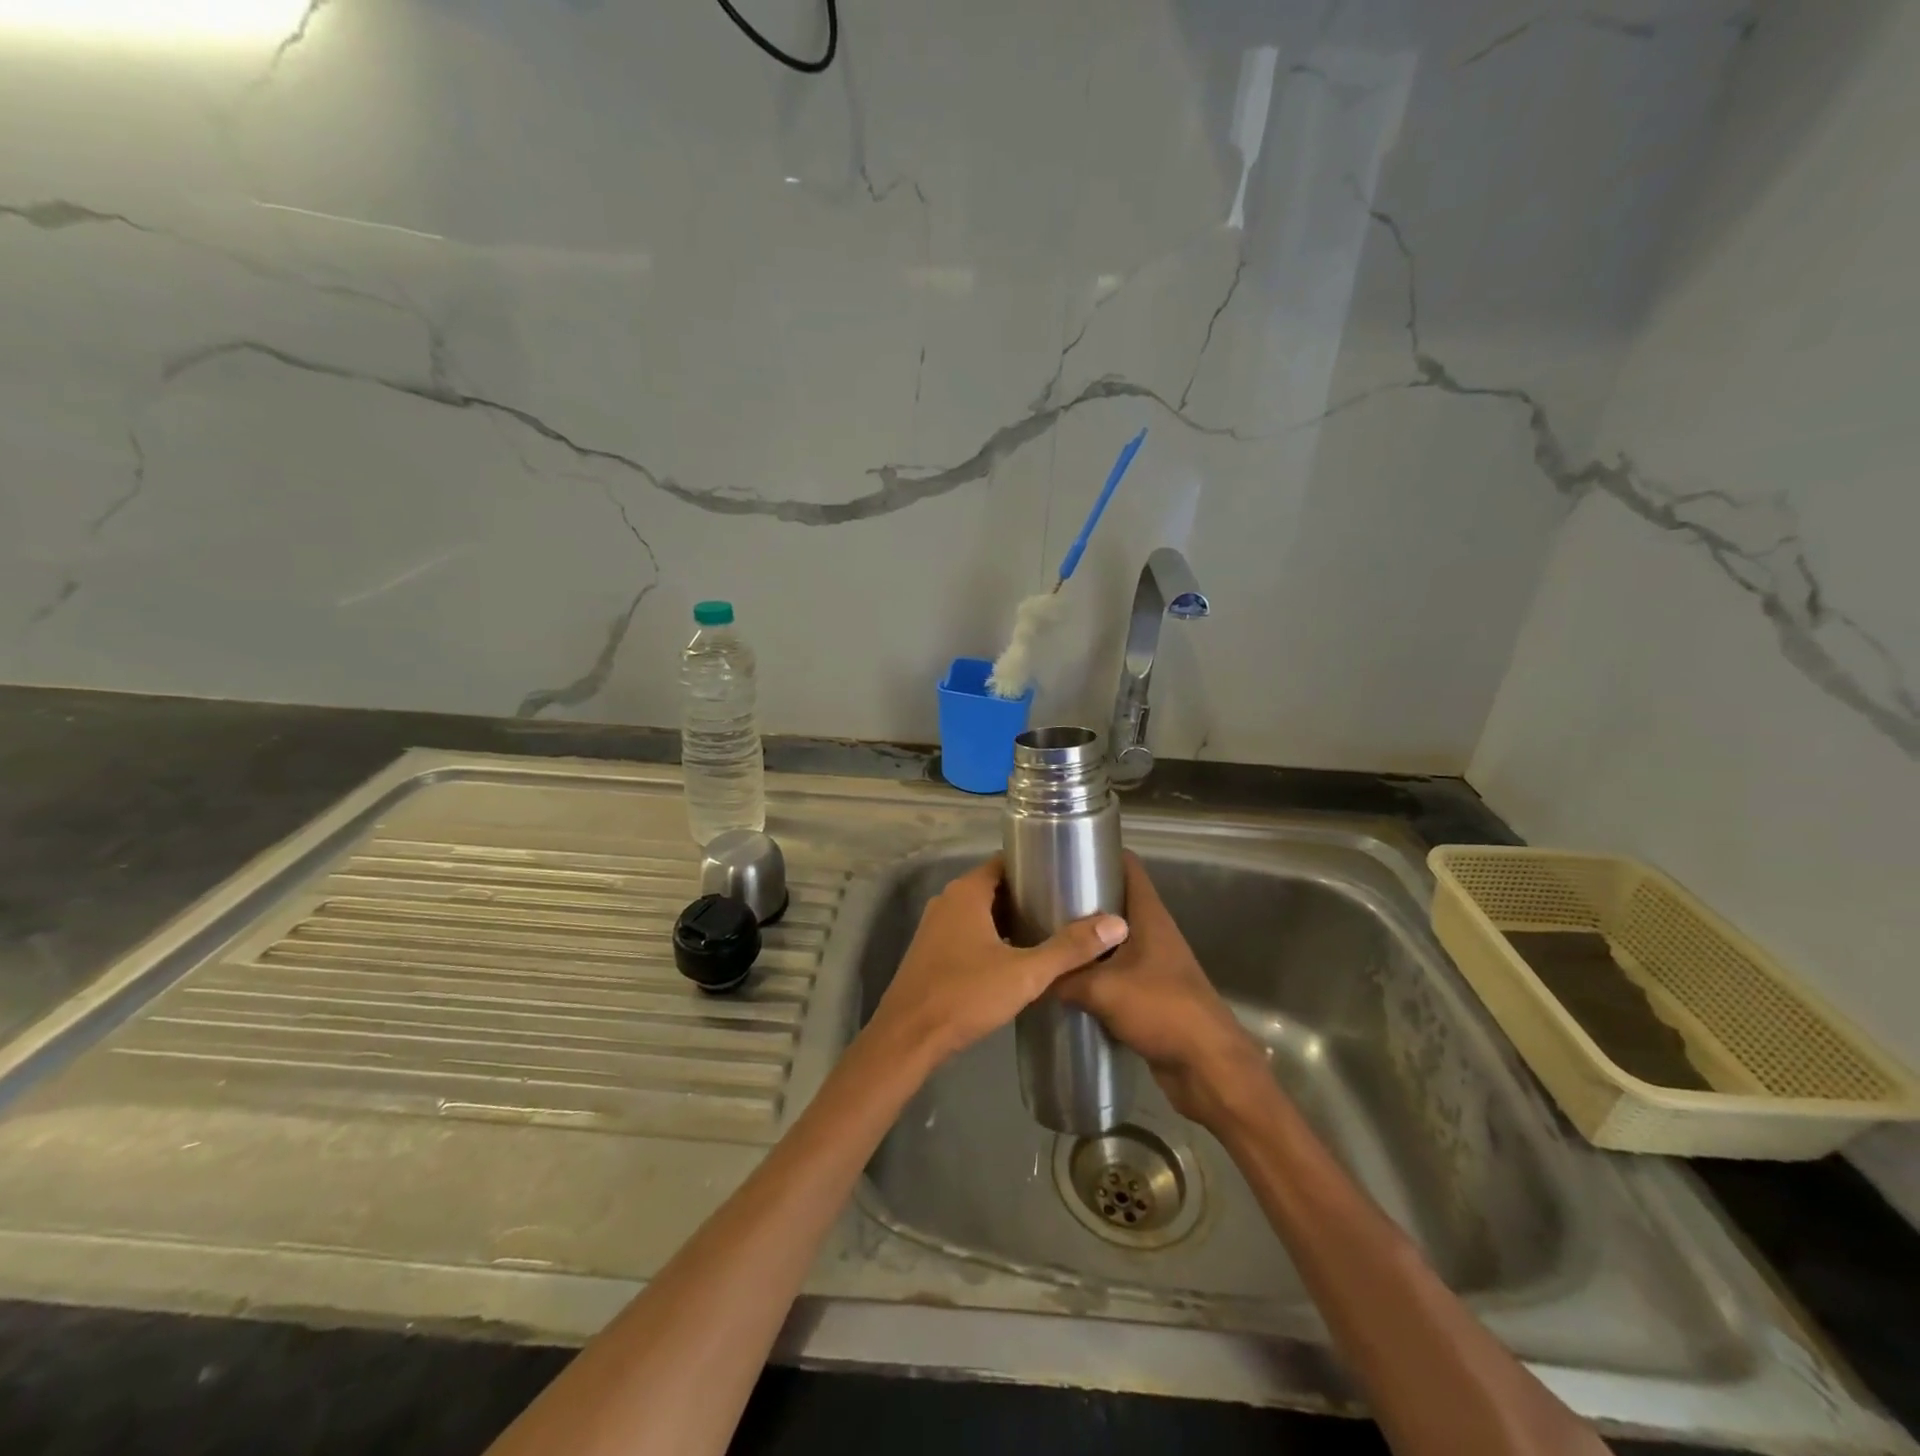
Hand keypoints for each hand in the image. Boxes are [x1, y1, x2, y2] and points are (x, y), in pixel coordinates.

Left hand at [865, 855, 1128, 1072]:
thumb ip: (1069, 948)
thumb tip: (1116, 923)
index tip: (1067, 875)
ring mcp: (936, 926)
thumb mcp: (1025, 973)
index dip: (1036, 865)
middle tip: (1066, 906)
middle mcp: (948, 900)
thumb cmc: (965, 995)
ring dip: (1010, 919)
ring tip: (1049, 930)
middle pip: (995, 887)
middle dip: (1028, 895)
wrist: (909, 1038)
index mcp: (967, 892)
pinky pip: (968, 931)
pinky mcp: (932, 951)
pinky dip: (993, 936)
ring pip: (981, 912)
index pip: (1006, 862)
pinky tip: (1017, 957)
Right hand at [1057, 853, 1270, 1125]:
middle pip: (1115, 901)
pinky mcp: (1149, 993)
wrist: (1207, 1067)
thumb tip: (1034, 974)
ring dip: (1085, 938)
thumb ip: (1065, 977)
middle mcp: (1153, 932)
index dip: (1100, 852)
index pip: (1127, 866)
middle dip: (1081, 897)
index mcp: (1149, 916)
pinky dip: (1093, 971)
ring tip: (1045, 936)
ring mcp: (1153, 963)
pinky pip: (1114, 971)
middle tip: (1040, 898)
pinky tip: (1064, 979)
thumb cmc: (1162, 1010)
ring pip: (1112, 939)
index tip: (1063, 852)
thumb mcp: (1103, 990)